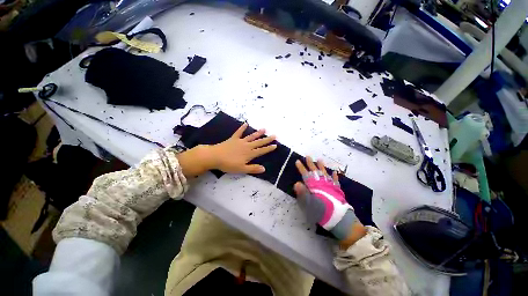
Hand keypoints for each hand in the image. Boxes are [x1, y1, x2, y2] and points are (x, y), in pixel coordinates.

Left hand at [177, 123, 276, 176]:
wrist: (215, 156)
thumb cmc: (228, 164)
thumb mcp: (242, 169)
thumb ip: (253, 168)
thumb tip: (264, 169)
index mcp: (249, 154)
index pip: (261, 151)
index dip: (268, 148)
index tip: (275, 145)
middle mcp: (247, 146)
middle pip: (259, 142)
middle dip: (267, 139)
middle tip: (274, 135)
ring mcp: (240, 141)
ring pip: (251, 137)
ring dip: (258, 133)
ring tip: (264, 129)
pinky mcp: (233, 139)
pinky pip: (239, 132)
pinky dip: (242, 128)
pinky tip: (246, 123)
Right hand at [294, 157, 365, 247]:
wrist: (340, 219)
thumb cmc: (322, 212)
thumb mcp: (309, 205)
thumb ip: (303, 194)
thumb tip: (296, 183)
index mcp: (314, 186)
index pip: (306, 174)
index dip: (301, 168)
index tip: (297, 161)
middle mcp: (322, 183)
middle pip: (315, 171)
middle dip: (310, 164)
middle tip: (308, 156)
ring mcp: (330, 186)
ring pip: (325, 173)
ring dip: (322, 166)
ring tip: (319, 160)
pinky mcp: (337, 190)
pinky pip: (335, 180)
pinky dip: (334, 176)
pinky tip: (334, 172)